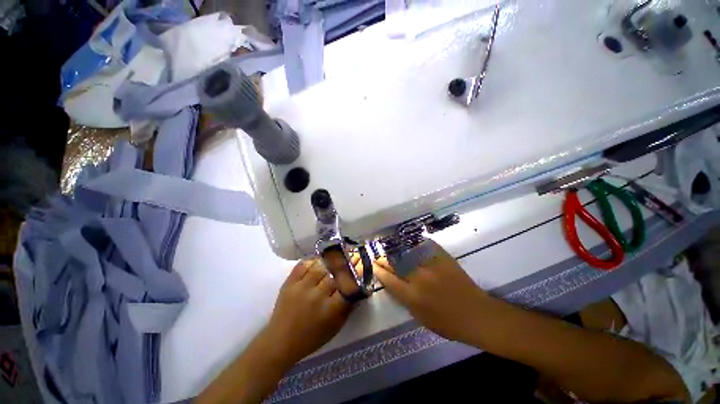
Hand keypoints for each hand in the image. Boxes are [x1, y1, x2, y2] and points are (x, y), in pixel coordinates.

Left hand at [264, 259, 352, 365]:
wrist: (281, 341)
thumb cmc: (312, 337)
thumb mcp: (336, 326)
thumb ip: (349, 307)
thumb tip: (360, 287)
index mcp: (331, 310)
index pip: (349, 286)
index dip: (357, 273)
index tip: (362, 264)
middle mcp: (317, 296)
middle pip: (335, 274)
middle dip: (345, 264)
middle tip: (351, 257)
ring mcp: (301, 287)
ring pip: (320, 266)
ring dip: (329, 262)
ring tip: (334, 260)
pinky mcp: (289, 283)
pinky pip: (303, 264)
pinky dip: (312, 260)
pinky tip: (317, 261)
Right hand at [373, 241, 487, 343]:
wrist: (477, 314)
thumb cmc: (447, 323)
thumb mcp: (420, 317)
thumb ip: (403, 299)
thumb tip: (391, 282)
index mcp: (412, 296)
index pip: (388, 279)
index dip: (378, 270)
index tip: (373, 265)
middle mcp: (419, 278)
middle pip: (394, 263)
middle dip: (383, 259)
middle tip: (378, 256)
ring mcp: (431, 265)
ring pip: (406, 252)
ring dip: (395, 250)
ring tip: (389, 248)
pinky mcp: (442, 258)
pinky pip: (424, 246)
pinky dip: (414, 244)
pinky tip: (408, 243)